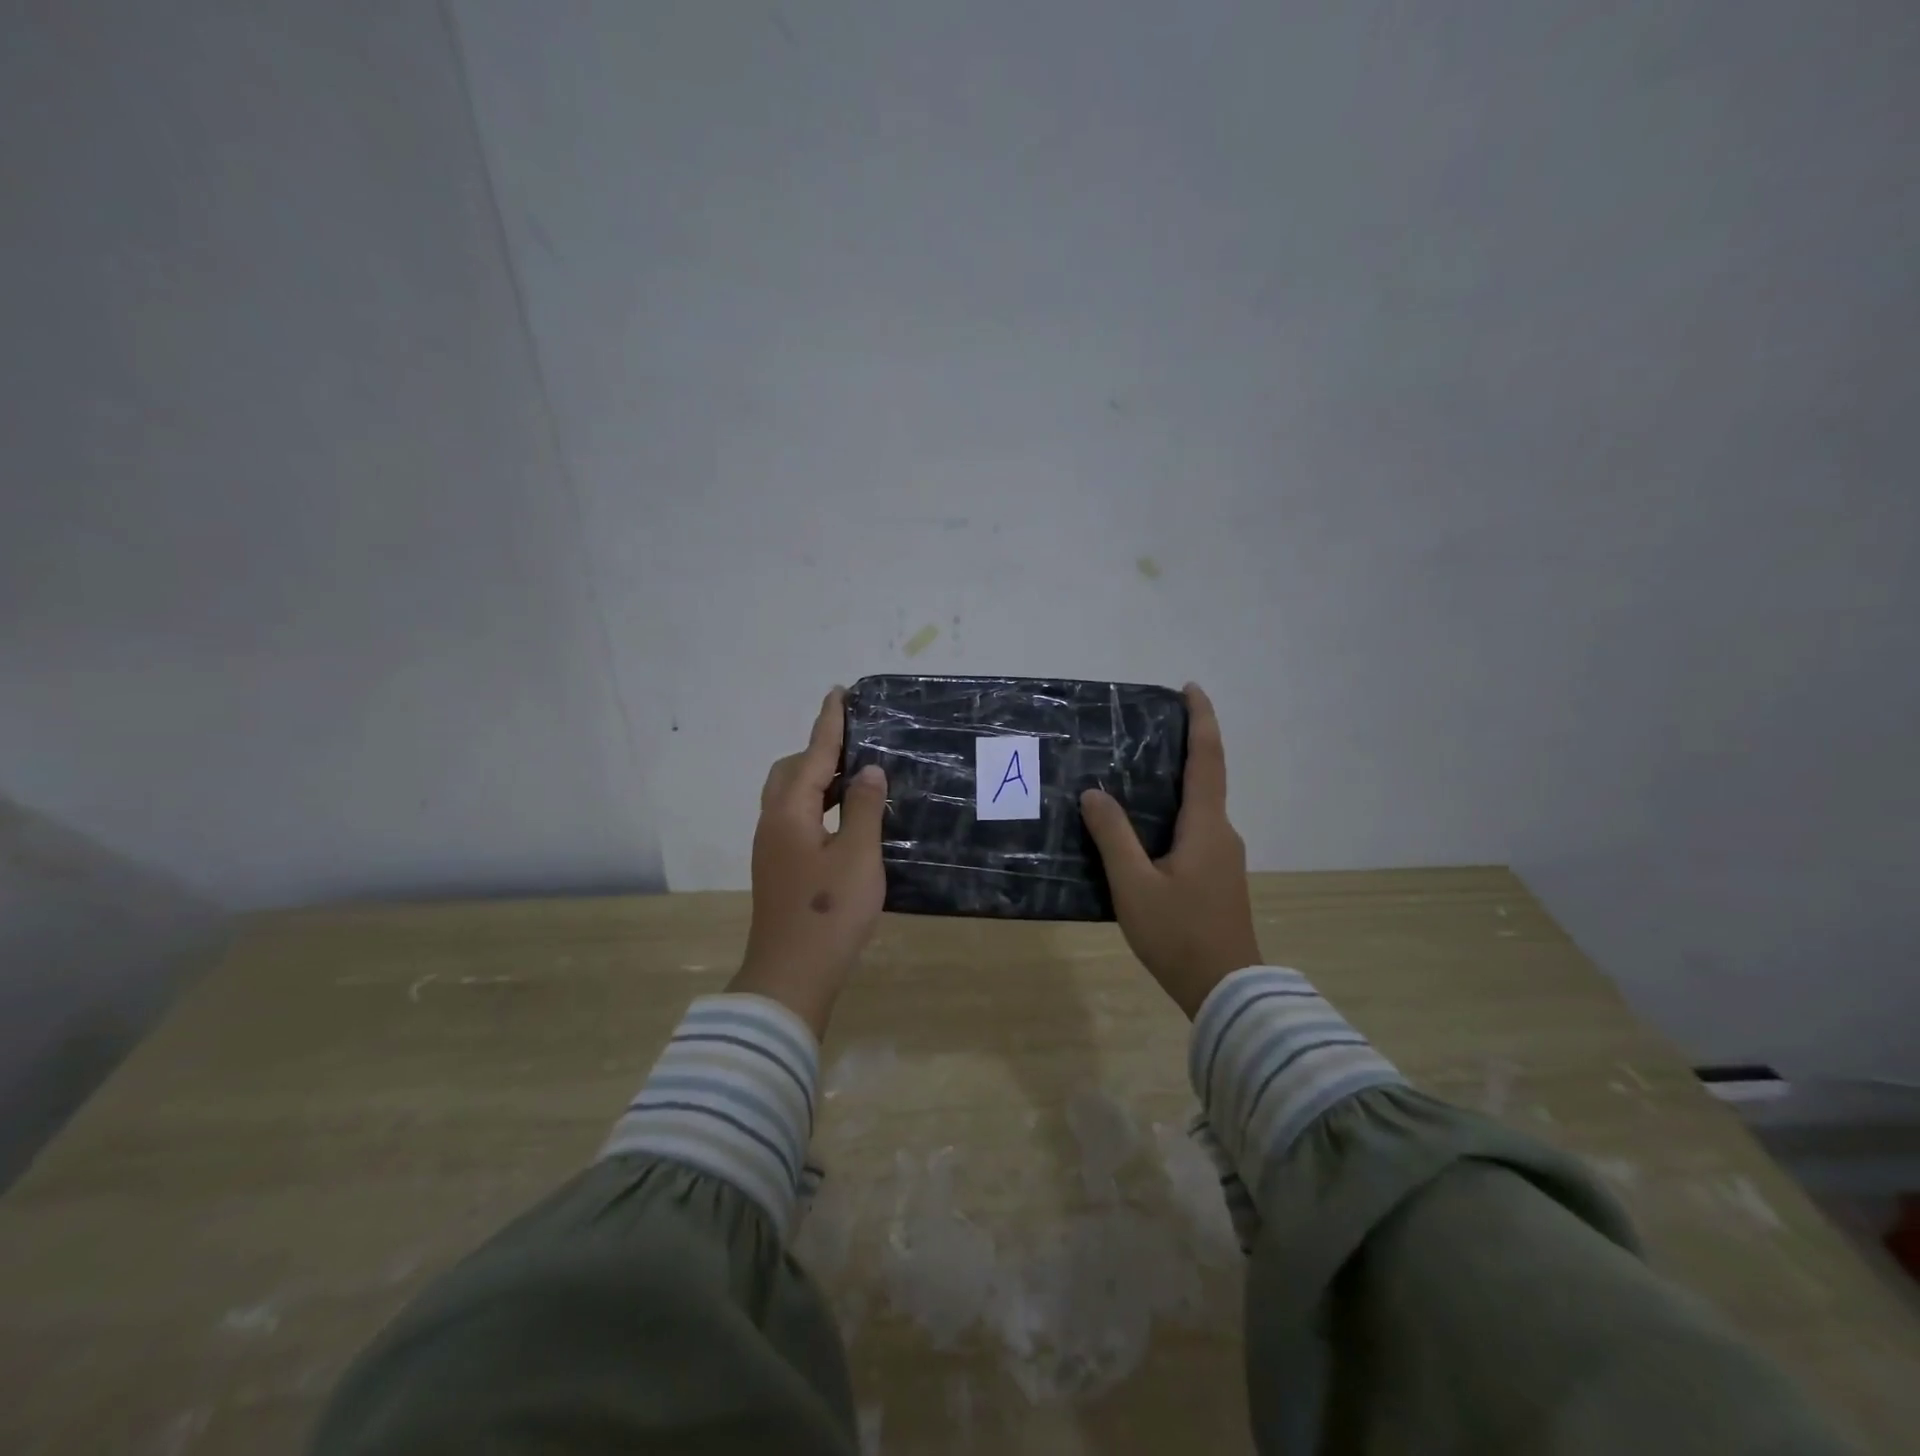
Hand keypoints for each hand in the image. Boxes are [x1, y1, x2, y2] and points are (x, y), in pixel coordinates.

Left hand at [730, 687, 889, 1038]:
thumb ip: (864, 808)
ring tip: (854, 778)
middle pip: (792, 772)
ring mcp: (772, 847)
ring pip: (791, 797)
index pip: (813, 754)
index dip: (828, 723)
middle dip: (819, 751)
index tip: (838, 692)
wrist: (791, 974)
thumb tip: (866, 770)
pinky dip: (818, 805)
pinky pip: (795, 818)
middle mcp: (774, 822)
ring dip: (818, 780)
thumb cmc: (829, 912)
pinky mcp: (779, 868)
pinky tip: (844, 820)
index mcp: (790, 812)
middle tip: (854, 744)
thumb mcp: (859, 856)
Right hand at [1079, 684, 1261, 1017]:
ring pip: (1200, 807)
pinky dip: (1174, 812)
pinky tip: (1145, 827)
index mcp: (1207, 826)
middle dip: (1184, 747)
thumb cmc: (1179, 934)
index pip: (1207, 759)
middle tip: (1148, 730)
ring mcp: (1224, 857)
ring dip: (1177, 783)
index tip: (1190, 688)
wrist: (1227, 991)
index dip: (1201, 721)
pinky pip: (1196, 830)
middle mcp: (1222, 833)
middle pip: (1206, 778)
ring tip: (1136, 775)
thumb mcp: (1134, 886)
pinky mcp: (1218, 877)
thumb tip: (1095, 794)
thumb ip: (1113, 836)